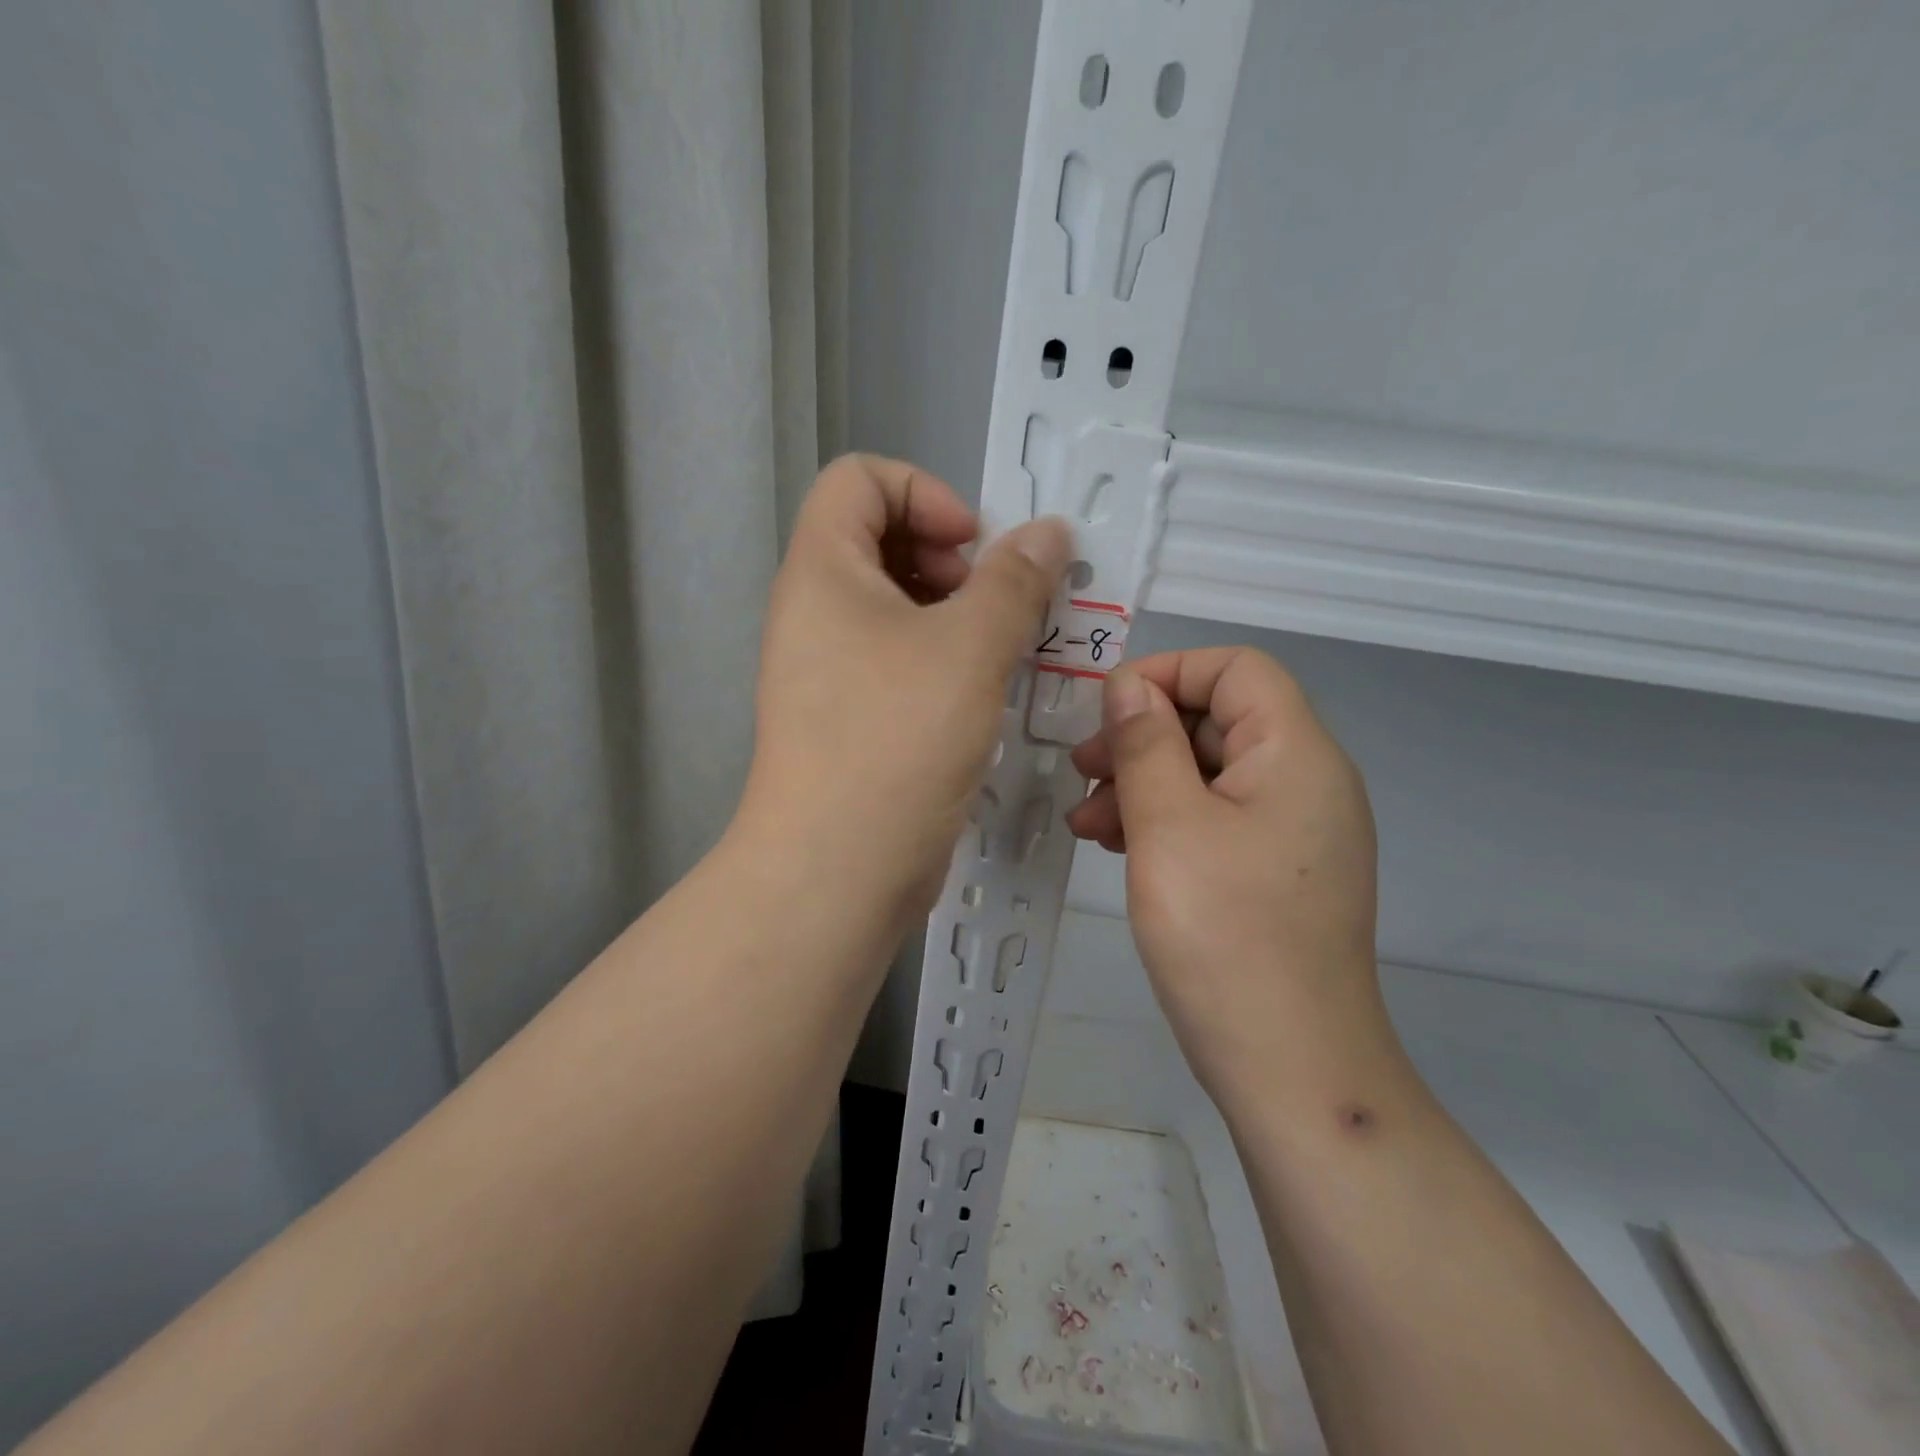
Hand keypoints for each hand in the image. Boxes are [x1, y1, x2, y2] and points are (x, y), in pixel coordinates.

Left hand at [738, 454, 1069, 930]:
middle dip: (948, 557)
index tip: (974, 550)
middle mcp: (814, 610)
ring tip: (1000, 651)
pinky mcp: (846, 715)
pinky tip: (980, 694)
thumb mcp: (969, 648)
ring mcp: (825, 667)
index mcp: (822, 571)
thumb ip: (1014, 580)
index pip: (860, 479)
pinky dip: (940, 658)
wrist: (836, 869)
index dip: (925, 493)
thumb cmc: (897, 740)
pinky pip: (895, 658)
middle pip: (877, 539)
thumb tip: (1048, 532)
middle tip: (992, 605)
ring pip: (894, 605)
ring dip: (955, 613)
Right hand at [1066, 648, 1385, 1100]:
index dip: (1168, 673)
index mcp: (1296, 754)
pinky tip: (1119, 847)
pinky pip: (1216, 820)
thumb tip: (1130, 684)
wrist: (1290, 1067)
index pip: (1237, 669)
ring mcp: (1294, 832)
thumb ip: (1146, 743)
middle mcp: (1307, 782)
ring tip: (1087, 822)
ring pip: (1209, 773)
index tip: (1107, 712)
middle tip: (1083, 771)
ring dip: (1144, 783)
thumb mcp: (1168, 826)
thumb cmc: (1224, 935)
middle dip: (1143, 736)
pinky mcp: (1276, 873)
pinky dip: (1165, 821)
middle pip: (1218, 720)